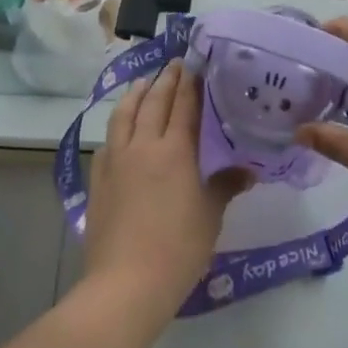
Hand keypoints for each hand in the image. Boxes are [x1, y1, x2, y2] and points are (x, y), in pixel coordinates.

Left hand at [85, 60, 246, 311]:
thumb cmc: (178, 249)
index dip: (190, 82)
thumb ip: (225, 186)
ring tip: (144, 82)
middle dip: (165, 80)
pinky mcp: (98, 180)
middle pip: (153, 102)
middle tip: (175, 64)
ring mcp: (116, 161)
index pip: (183, 105)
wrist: (125, 285)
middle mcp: (143, 146)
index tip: (195, 62)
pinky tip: (121, 129)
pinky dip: (118, 125)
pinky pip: (108, 141)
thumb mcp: (210, 216)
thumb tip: (248, 171)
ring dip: (136, 94)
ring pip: (124, 115)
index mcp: (174, 150)